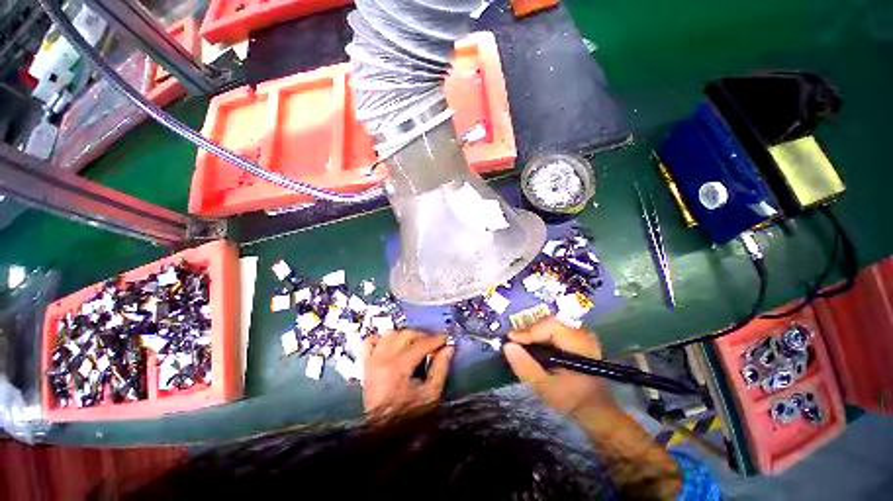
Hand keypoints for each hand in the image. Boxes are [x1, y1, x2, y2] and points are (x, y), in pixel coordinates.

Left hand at [362, 330, 454, 419]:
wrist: (383, 435)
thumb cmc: (409, 416)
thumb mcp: (430, 394)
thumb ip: (440, 368)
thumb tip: (449, 348)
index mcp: (397, 368)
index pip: (420, 344)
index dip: (436, 339)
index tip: (447, 337)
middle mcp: (381, 360)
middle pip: (405, 334)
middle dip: (423, 336)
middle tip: (434, 343)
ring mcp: (371, 361)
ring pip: (389, 334)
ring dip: (404, 335)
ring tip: (416, 343)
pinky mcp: (366, 365)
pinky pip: (371, 341)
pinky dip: (383, 339)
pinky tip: (393, 345)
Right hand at [504, 318, 615, 415]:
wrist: (595, 408)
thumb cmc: (571, 400)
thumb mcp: (545, 388)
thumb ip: (526, 367)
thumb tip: (507, 345)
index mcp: (580, 346)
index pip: (552, 327)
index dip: (530, 330)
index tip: (512, 339)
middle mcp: (583, 334)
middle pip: (551, 321)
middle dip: (530, 329)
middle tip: (515, 340)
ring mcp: (581, 333)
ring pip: (551, 322)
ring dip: (534, 330)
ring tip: (521, 341)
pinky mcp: (576, 335)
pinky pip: (554, 326)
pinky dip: (540, 333)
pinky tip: (532, 342)